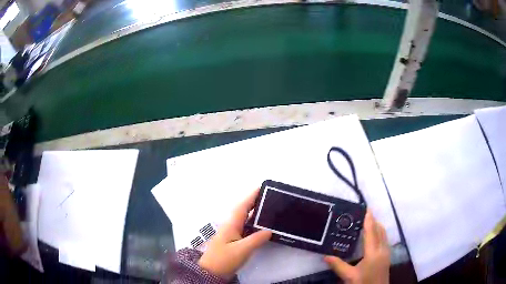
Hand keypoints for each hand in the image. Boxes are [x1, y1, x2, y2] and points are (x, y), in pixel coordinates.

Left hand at [198, 189, 271, 279]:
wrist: (211, 272)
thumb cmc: (224, 259)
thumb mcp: (241, 250)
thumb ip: (256, 239)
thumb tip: (269, 230)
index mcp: (231, 224)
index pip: (243, 206)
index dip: (252, 196)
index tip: (263, 188)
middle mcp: (231, 226)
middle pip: (244, 211)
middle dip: (256, 202)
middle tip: (271, 198)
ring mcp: (232, 234)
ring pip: (245, 220)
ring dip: (256, 213)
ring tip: (270, 209)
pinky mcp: (234, 241)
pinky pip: (246, 229)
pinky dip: (254, 225)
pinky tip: (262, 227)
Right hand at [324, 211, 389, 283]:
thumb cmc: (364, 283)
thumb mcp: (349, 276)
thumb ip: (338, 266)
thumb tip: (325, 256)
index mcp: (373, 253)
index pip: (371, 232)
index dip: (369, 220)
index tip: (366, 209)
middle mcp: (382, 249)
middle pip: (380, 230)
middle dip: (373, 221)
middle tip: (364, 214)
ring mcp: (386, 252)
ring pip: (384, 234)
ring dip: (377, 226)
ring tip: (368, 222)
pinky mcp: (387, 255)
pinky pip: (385, 239)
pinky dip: (380, 232)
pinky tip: (374, 236)